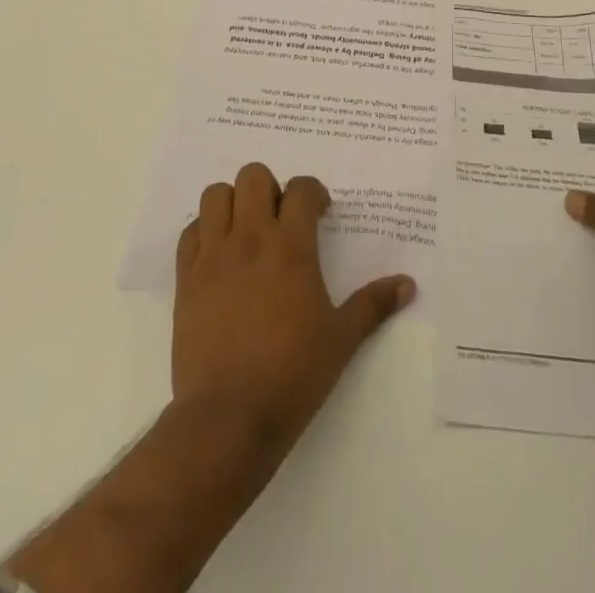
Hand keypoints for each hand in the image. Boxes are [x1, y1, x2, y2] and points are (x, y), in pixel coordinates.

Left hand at [173, 163, 413, 454]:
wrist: (228, 418)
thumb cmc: (293, 375)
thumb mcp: (341, 339)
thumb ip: (373, 305)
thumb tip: (408, 284)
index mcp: (291, 247)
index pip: (300, 189)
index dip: (313, 192)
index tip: (320, 212)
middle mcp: (251, 239)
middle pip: (253, 176)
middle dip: (270, 188)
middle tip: (280, 217)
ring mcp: (214, 256)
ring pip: (215, 194)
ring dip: (232, 202)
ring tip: (246, 230)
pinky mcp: (186, 279)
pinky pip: (189, 232)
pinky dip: (204, 232)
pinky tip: (219, 256)